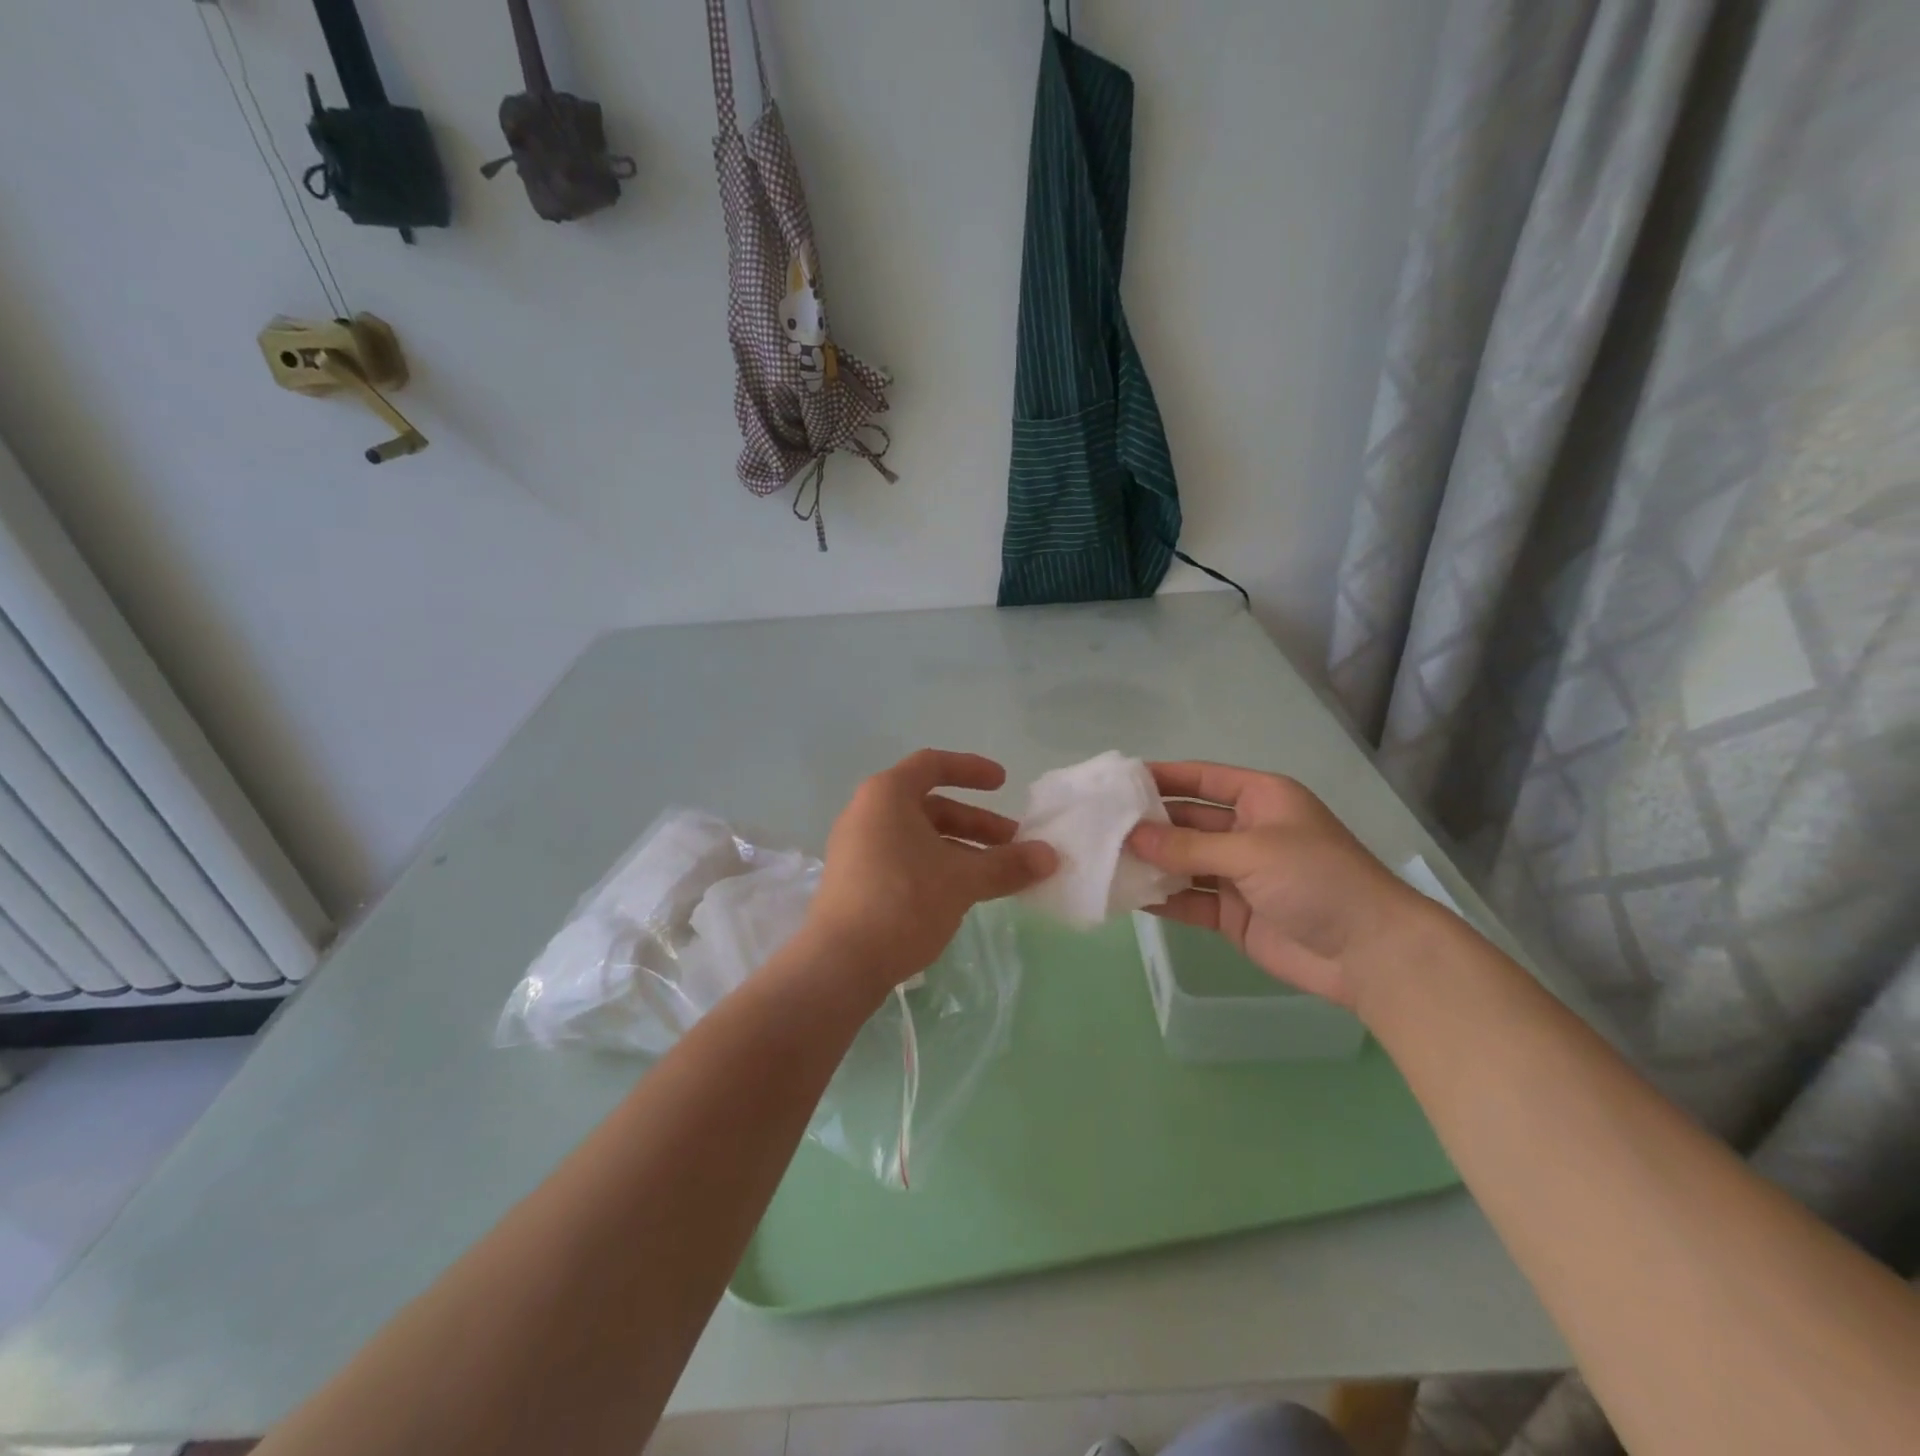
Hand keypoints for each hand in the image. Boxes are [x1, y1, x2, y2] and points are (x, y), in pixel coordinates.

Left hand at [801, 750, 1056, 993]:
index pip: (933, 765)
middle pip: (931, 806)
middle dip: (976, 823)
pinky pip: (905, 859)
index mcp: (887, 795)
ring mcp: (858, 848)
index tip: (1004, 783)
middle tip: (1013, 843)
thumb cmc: (903, 901)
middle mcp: (868, 813)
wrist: (840, 963)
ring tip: (996, 875)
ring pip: (920, 837)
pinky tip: (962, 894)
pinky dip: (937, 867)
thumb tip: (1052, 857)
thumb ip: (1008, 865)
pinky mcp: (856, 881)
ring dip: (961, 849)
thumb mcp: (963, 880)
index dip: (972, 770)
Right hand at [1126, 762, 1426, 1007]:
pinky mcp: (1233, 914)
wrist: (1370, 953)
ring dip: (1150, 862)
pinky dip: (1162, 899)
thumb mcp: (1252, 851)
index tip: (1117, 780)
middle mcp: (1246, 831)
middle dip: (1148, 824)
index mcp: (1261, 799)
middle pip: (1187, 821)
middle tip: (1097, 825)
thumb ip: (1188, 845)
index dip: (1162, 776)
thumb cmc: (1317, 879)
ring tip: (1101, 859)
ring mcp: (1238, 875)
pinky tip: (1125, 896)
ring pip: (1184, 862)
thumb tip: (1130, 836)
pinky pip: (1189, 900)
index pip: (1202, 778)